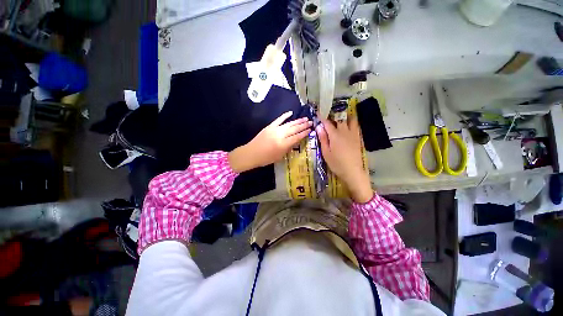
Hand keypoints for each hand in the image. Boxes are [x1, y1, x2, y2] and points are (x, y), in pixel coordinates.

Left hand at [229, 111, 311, 172]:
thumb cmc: (266, 158)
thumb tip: (295, 141)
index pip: (297, 137)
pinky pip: (278, 119)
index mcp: (283, 144)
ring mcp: (275, 129)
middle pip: (294, 129)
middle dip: (303, 125)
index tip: (310, 130)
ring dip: (297, 120)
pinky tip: (291, 112)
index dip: (304, 133)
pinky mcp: (269, 126)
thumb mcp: (280, 156)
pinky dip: (285, 115)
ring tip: (305, 118)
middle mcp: (280, 135)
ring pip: (289, 123)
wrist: (251, 154)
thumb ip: (288, 148)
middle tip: (311, 122)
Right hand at [316, 117, 372, 202]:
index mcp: (335, 135)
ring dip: (345, 116)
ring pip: (351, 120)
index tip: (318, 112)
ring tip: (340, 117)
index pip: (327, 123)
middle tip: (329, 114)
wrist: (353, 171)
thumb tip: (319, 127)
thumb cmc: (336, 163)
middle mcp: (345, 132)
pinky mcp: (358, 138)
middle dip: (334, 114)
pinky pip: (356, 126)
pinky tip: (349, 124)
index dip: (322, 117)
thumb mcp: (326, 152)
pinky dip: (352, 122)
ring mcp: (353, 134)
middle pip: (340, 118)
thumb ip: (323, 139)